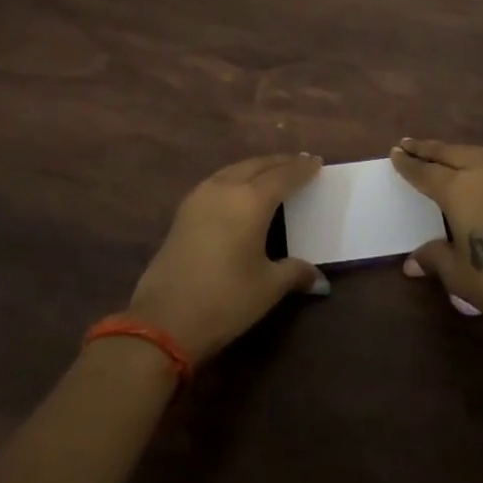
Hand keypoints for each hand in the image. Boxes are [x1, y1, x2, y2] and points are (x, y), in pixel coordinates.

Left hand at [127, 153, 330, 364]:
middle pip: (258, 165)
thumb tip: (319, 280)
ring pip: (234, 169)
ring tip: (272, 172)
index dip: (302, 169)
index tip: (317, 162)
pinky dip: (236, 178)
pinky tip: (240, 190)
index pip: (284, 176)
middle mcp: (226, 188)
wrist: (163, 319)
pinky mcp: (184, 211)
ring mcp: (200, 196)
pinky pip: (218, 181)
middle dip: (280, 162)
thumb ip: (295, 273)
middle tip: (299, 163)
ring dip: (256, 167)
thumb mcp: (267, 287)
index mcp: (251, 200)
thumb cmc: (225, 299)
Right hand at [391, 138, 482, 339]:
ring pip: (475, 153)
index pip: (425, 172)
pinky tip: (480, 171)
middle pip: (449, 153)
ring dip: (455, 151)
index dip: (408, 164)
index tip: (394, 152)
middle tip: (409, 143)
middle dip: (427, 149)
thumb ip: (434, 259)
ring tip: (442, 153)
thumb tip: (411, 262)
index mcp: (459, 190)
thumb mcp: (460, 275)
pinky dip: (479, 160)